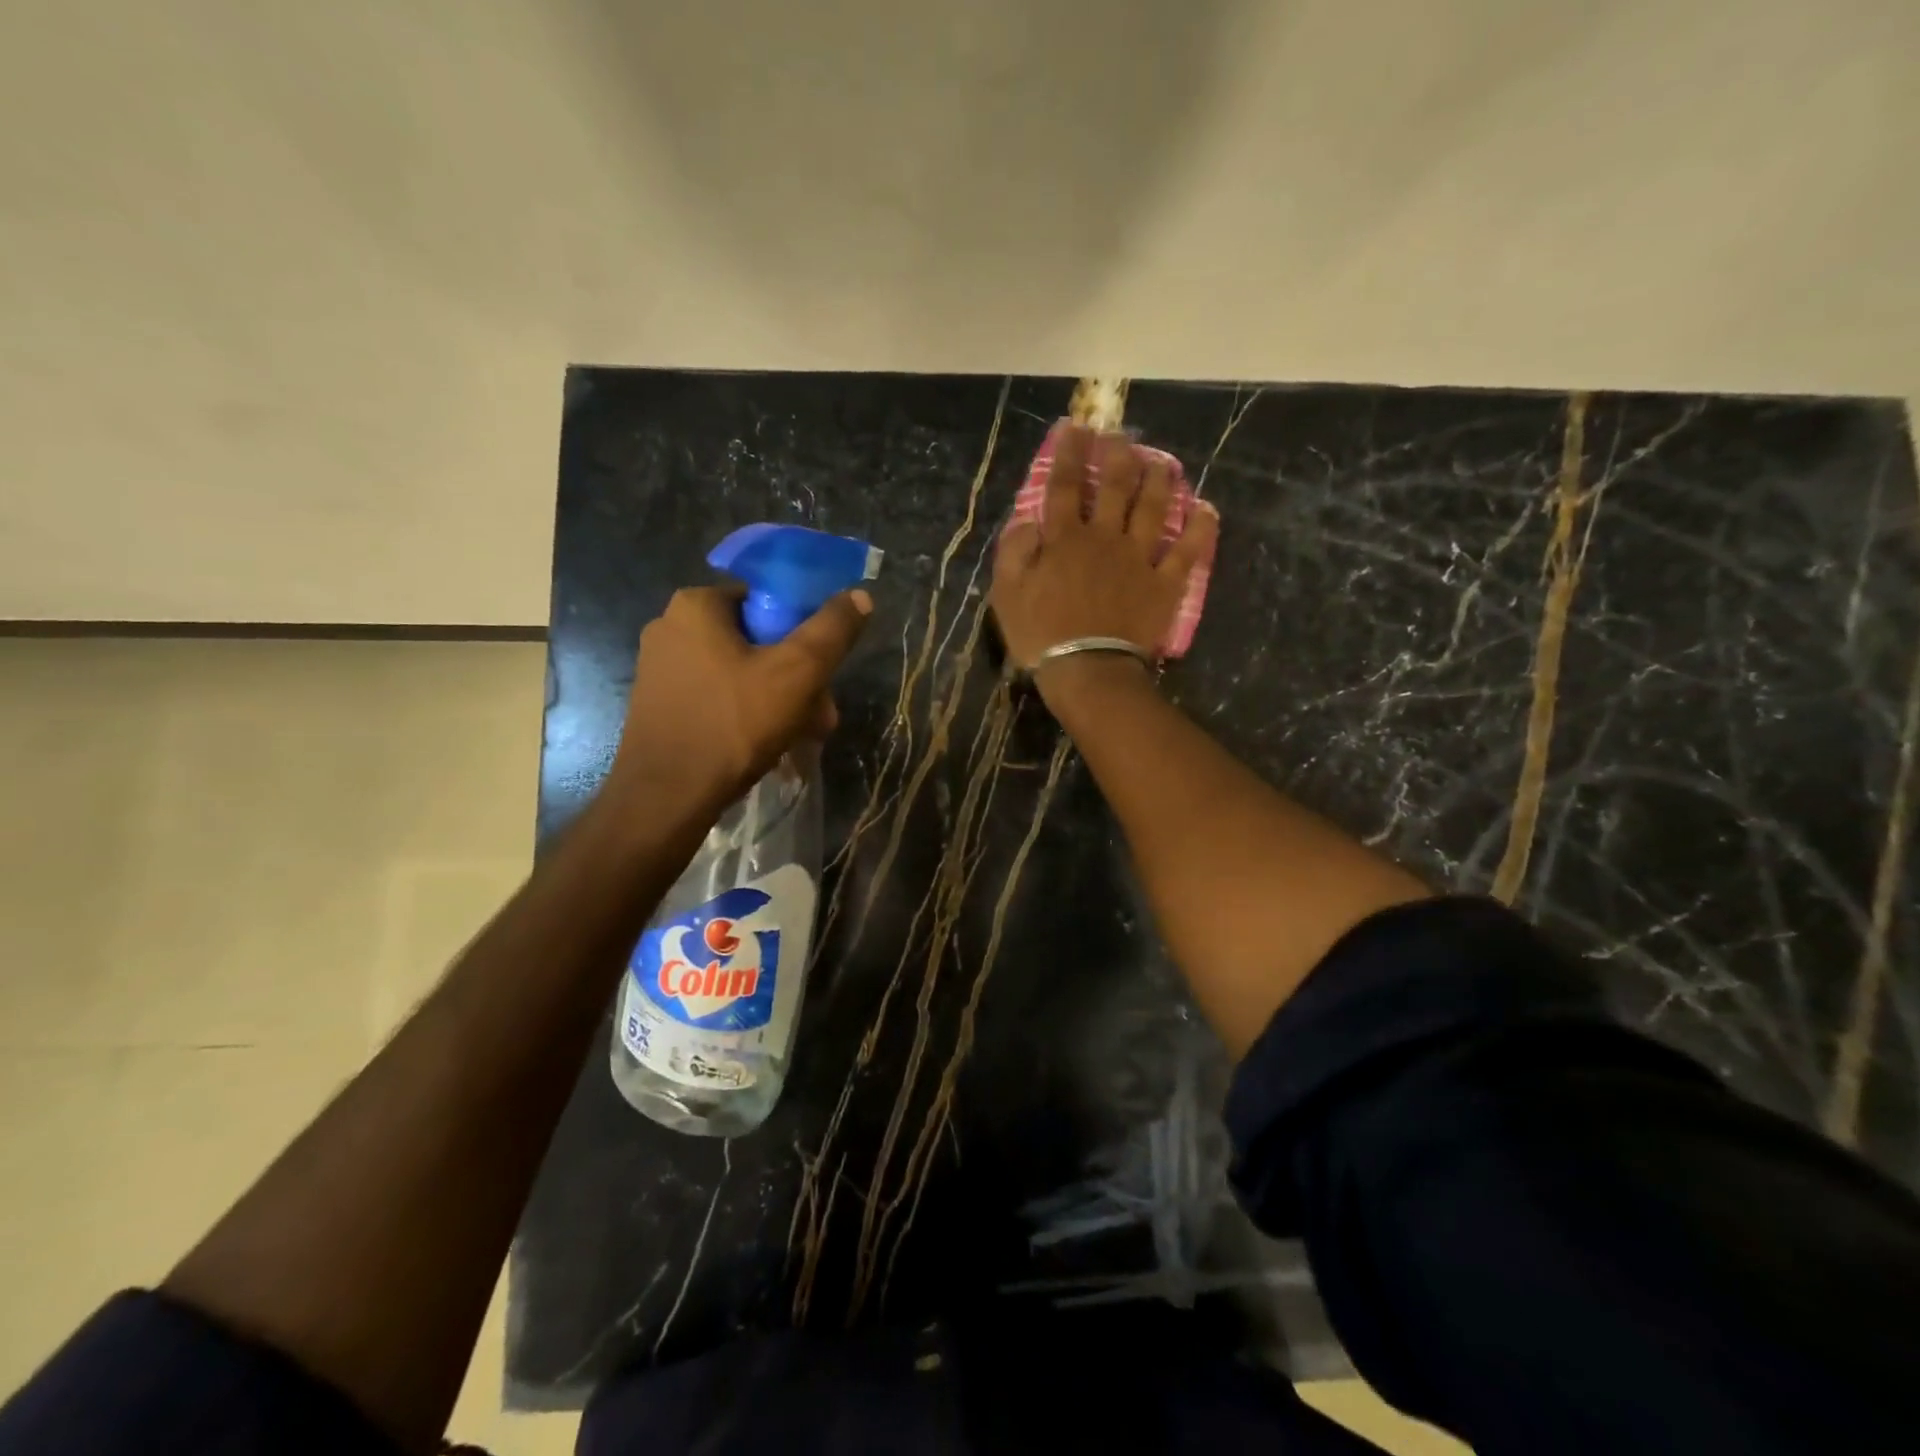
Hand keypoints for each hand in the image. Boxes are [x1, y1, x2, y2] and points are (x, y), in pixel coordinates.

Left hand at [610, 584, 872, 809]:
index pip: (767, 600)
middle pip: (757, 641)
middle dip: (798, 677)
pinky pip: (718, 696)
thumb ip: (832, 630)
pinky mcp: (661, 705)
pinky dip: (748, 713)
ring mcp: (661, 669)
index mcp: (696, 605)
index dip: (805, 631)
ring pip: (741, 672)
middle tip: (822, 715)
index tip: (824, 669)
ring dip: (780, 700)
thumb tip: (860, 595)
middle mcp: (671, 628)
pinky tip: (771, 744)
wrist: (667, 797)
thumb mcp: (798, 672)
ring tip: (805, 735)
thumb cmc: (733, 724)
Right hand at [991, 426, 1217, 673]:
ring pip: (1154, 508)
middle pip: (1116, 487)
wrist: (1088, 670)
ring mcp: (1140, 559)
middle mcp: (1105, 538)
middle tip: (1122, 435)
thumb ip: (1014, 551)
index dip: (1071, 453)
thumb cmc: (1041, 635)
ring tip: (1163, 461)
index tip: (1077, 427)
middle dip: (1119, 455)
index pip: (1067, 486)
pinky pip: (1187, 551)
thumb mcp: (1007, 594)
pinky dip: (1198, 529)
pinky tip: (1204, 510)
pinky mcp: (1165, 583)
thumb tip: (1027, 519)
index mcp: (1065, 539)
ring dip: (1160, 480)